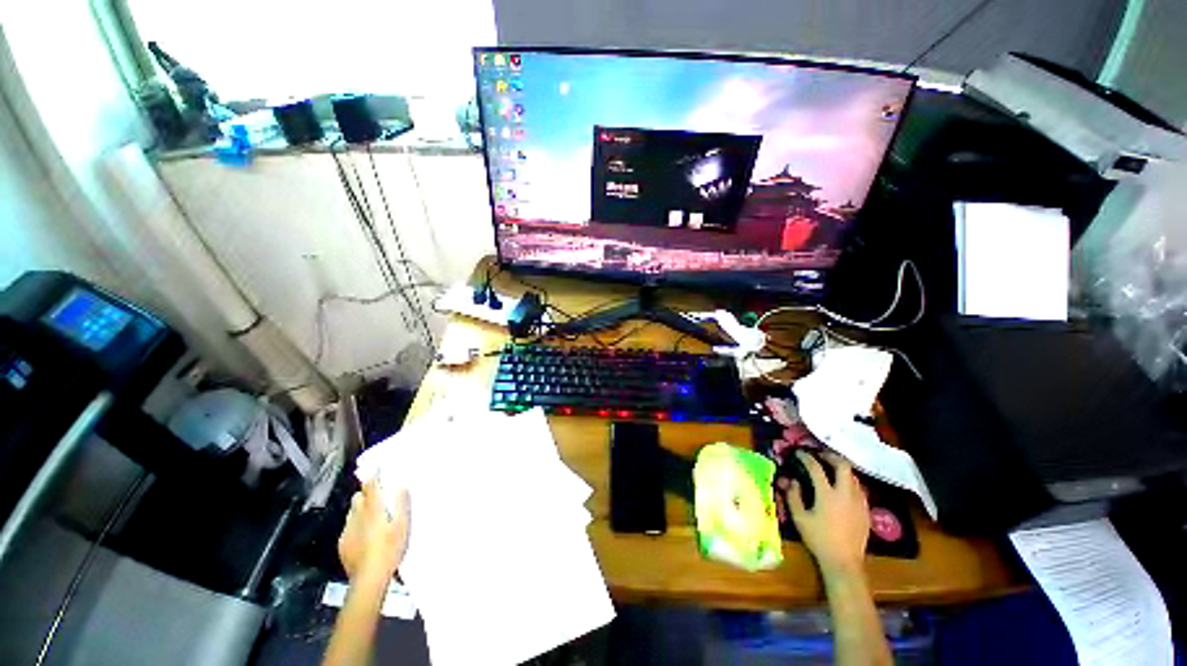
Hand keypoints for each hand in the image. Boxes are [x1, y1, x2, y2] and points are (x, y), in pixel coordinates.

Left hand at [338, 480, 408, 586]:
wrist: (368, 578)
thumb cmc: (390, 550)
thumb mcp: (403, 526)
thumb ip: (402, 505)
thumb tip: (401, 486)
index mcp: (373, 511)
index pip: (371, 488)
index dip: (373, 476)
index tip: (377, 467)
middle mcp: (357, 517)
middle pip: (358, 498)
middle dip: (365, 493)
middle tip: (376, 493)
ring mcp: (347, 531)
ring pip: (351, 512)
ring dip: (360, 508)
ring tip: (370, 512)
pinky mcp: (342, 544)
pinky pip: (348, 526)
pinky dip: (355, 523)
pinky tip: (363, 532)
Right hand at [785, 451, 868, 578]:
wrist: (844, 562)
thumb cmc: (819, 539)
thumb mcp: (799, 518)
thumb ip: (793, 496)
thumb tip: (792, 481)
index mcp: (827, 494)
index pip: (816, 468)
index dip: (806, 457)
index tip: (799, 453)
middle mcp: (846, 493)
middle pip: (843, 465)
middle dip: (831, 456)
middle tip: (821, 456)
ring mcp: (859, 502)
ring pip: (853, 477)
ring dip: (841, 470)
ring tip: (831, 471)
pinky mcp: (866, 511)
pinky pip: (859, 489)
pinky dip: (849, 483)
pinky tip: (842, 490)